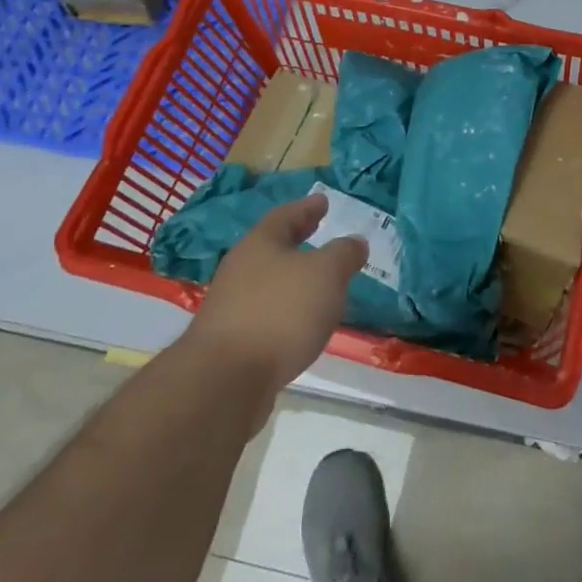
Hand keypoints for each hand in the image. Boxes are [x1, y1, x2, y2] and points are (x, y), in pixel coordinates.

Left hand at [186, 196, 367, 402]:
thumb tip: (355, 241)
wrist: (226, 380)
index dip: (307, 208)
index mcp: (260, 244)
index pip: (286, 216)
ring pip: (269, 282)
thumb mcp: (326, 274)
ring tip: (319, 284)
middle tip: (319, 233)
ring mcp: (232, 307)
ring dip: (293, 279)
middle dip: (298, 241)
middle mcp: (241, 269)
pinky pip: (267, 314)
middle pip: (273, 248)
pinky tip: (302, 324)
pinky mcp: (232, 342)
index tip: (323, 200)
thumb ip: (343, 254)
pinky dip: (287, 311)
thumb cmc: (280, 312)